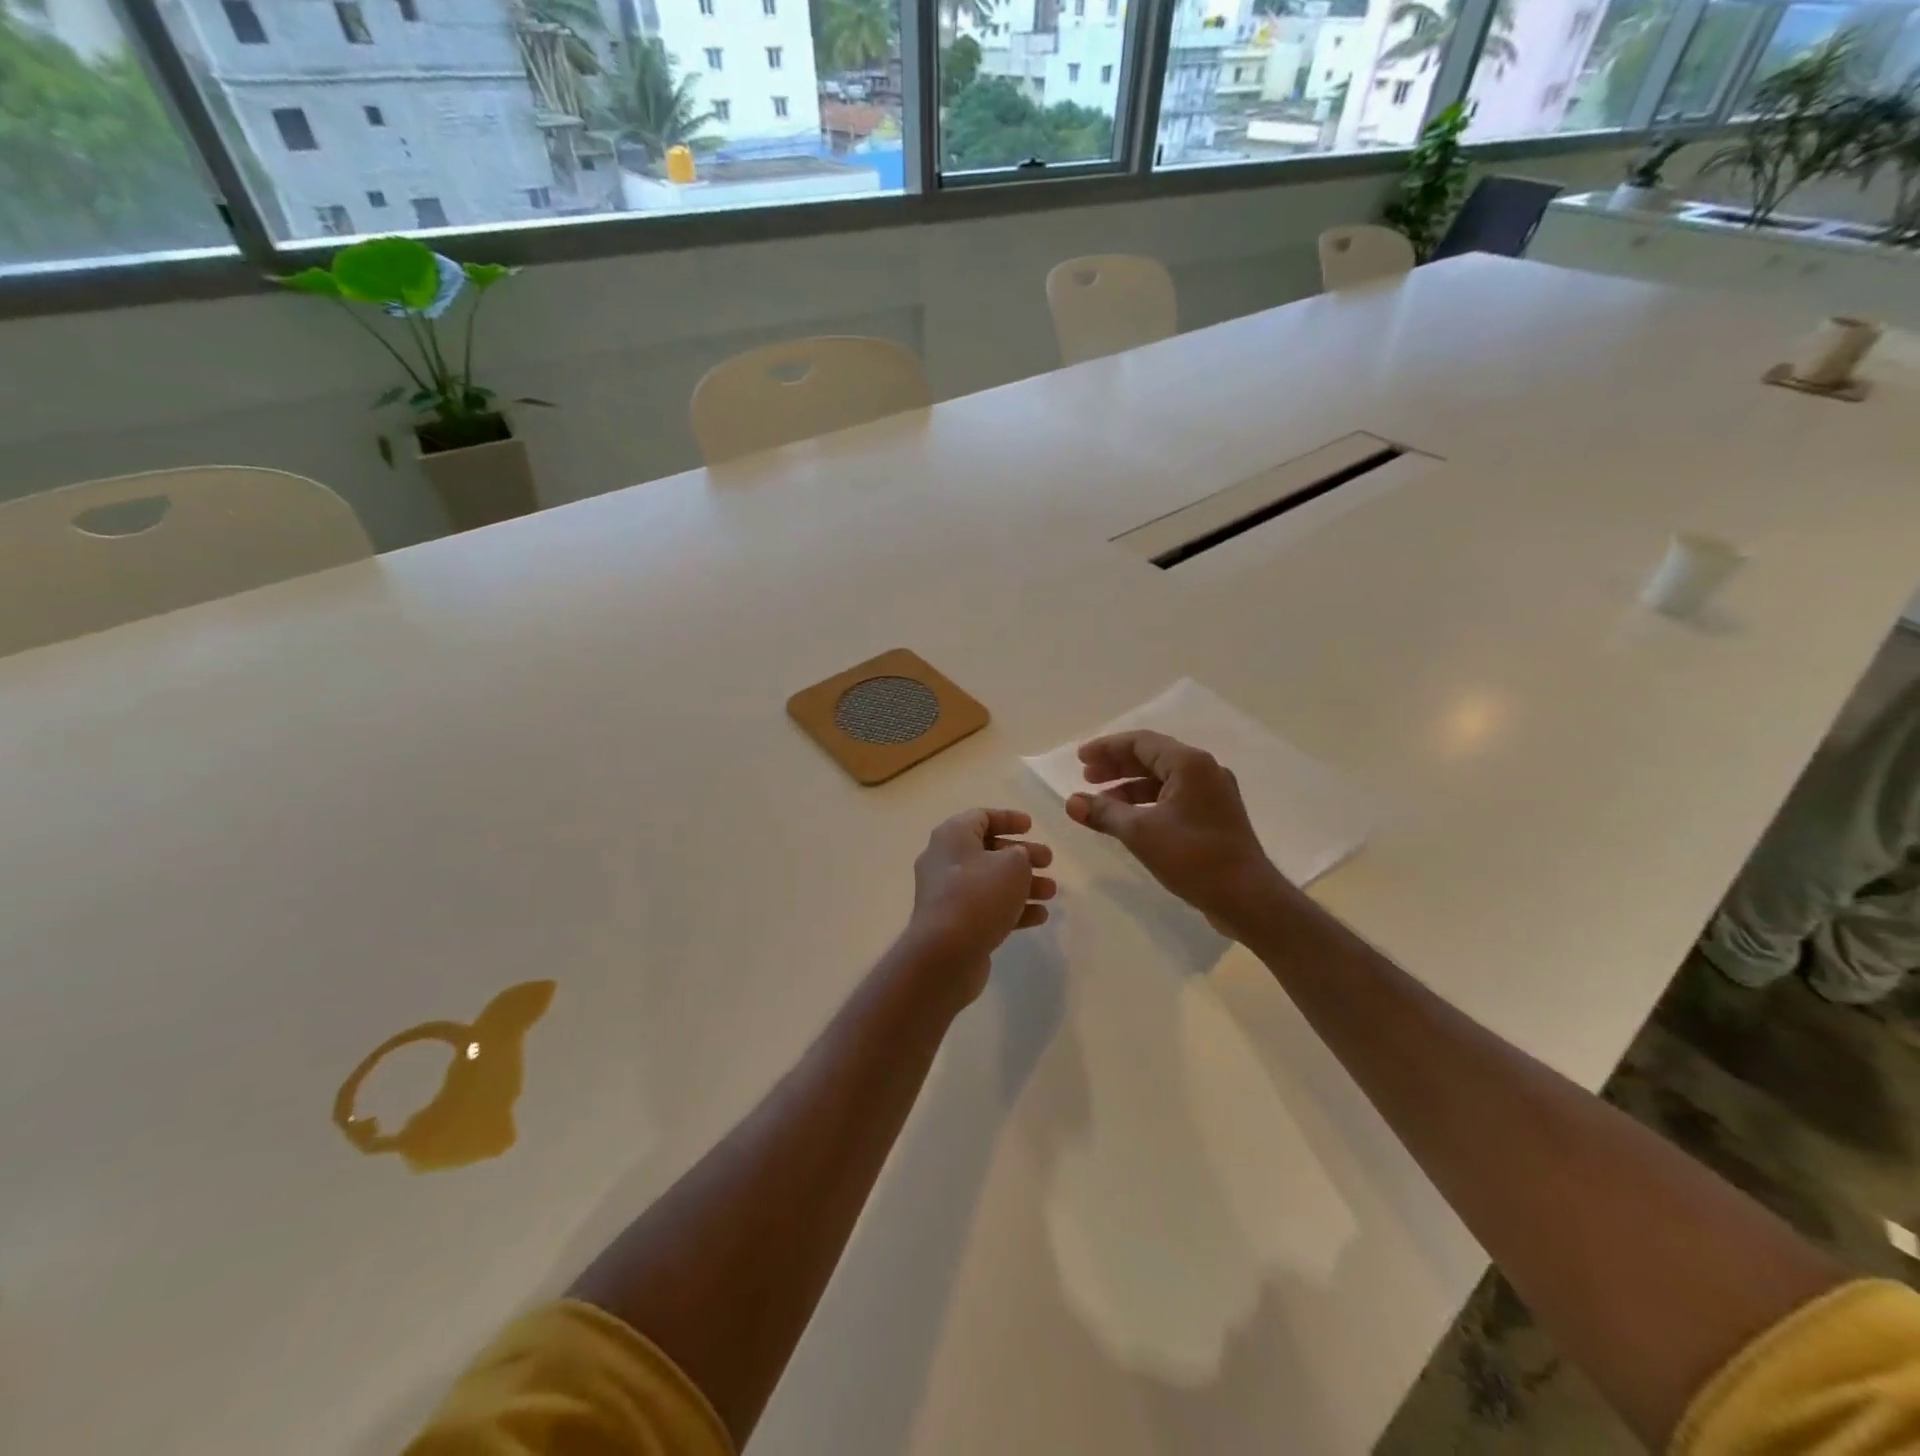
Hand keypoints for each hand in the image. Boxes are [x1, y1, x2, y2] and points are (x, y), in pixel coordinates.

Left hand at [901, 809, 1055, 1006]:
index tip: (1032, 826)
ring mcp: (947, 894)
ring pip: (990, 881)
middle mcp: (945, 861)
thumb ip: (1020, 855)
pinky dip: (1012, 909)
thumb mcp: (1011, 865)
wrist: (945, 954)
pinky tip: (1040, 917)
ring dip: (1023, 884)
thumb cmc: (979, 896)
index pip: (981, 817)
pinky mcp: (954, 924)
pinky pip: (987, 908)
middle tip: (1049, 861)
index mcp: (952, 836)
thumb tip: (1017, 860)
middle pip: (988, 850)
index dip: (1008, 819)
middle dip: (1022, 855)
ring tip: (1051, 892)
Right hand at [1066, 731, 1285, 937]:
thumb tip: (1071, 802)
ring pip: (1163, 779)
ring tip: (1101, 801)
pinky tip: (1129, 820)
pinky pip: (1174, 798)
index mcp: (1190, 764)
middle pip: (1152, 757)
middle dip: (1116, 766)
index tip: (1080, 759)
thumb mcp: (1140, 833)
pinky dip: (1147, 803)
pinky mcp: (1214, 816)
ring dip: (1129, 786)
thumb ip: (1104, 813)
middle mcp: (1204, 771)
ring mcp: (1213, 794)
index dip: (1107, 748)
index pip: (1141, 742)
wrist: (1248, 898)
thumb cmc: (1194, 857)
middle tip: (1086, 777)